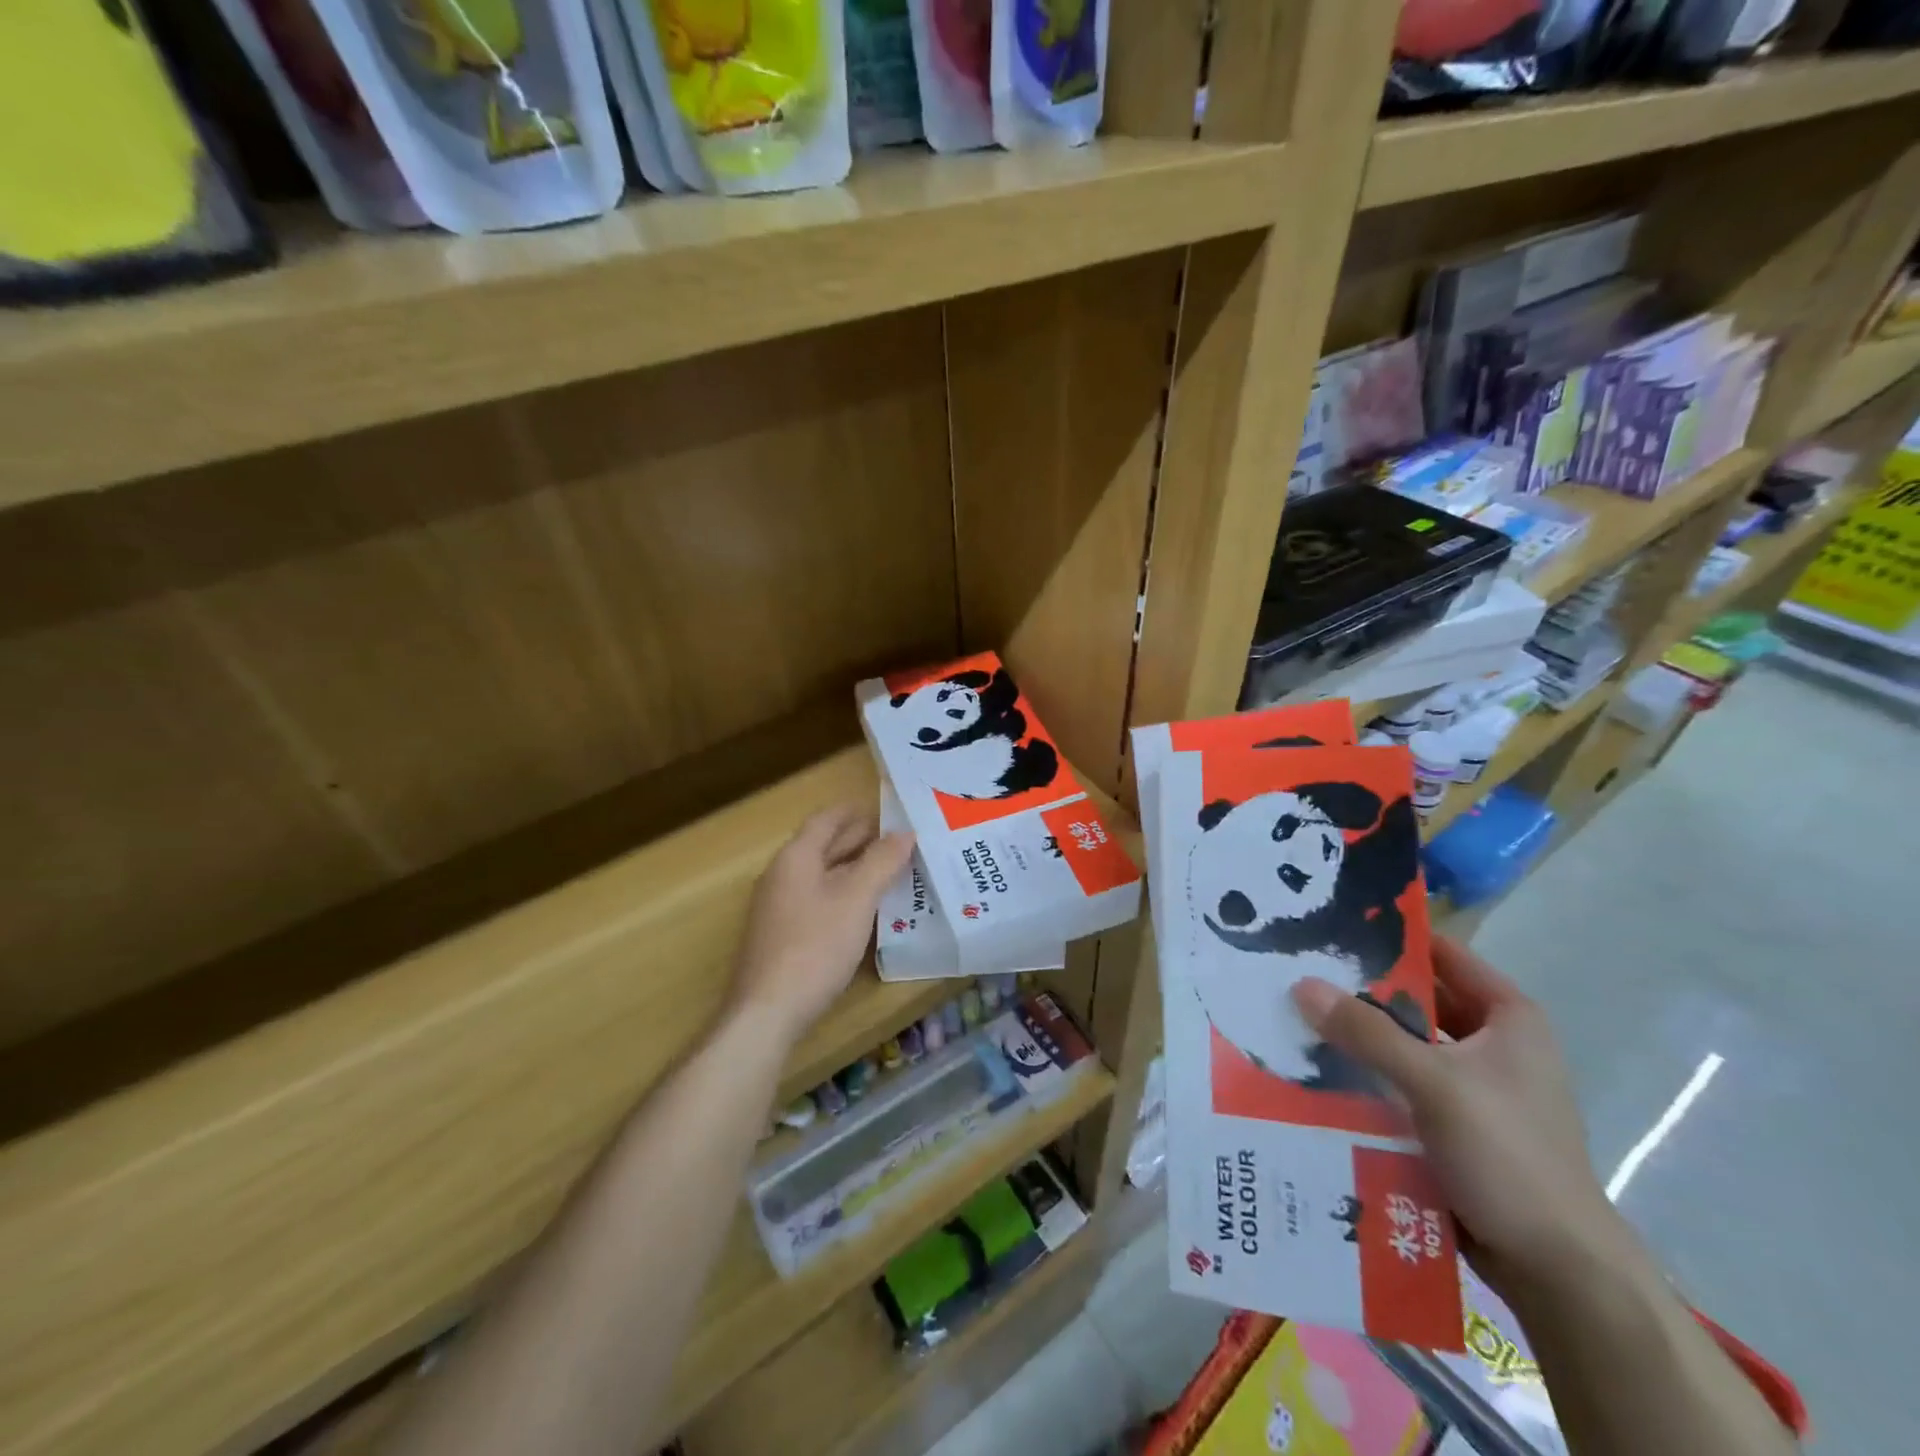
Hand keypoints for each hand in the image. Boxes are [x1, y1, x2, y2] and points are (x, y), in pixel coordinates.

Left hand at [730, 805, 913, 1045]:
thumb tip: (905, 833)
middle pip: (823, 845)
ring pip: (822, 874)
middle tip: (899, 840)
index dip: (855, 812)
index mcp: (796, 857)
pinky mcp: (783, 935)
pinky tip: (866, 909)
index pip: (826, 820)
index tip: (886, 809)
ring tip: (891, 870)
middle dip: (859, 839)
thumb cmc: (815, 946)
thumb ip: (882, 862)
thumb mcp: (857, 900)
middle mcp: (782, 875)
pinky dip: (844, 893)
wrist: (767, 1011)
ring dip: (854, 868)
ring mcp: (779, 907)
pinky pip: (818, 899)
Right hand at [1292, 937, 1631, 1300]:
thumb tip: (1301, 984)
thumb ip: (1367, 1031)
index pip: (1440, 952)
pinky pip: (1400, 1082)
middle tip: (1296, 970)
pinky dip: (1366, 1074)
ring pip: (1403, 1042)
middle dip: (1360, 988)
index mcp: (1507, 1017)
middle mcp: (1491, 1042)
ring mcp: (1473, 1085)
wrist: (1558, 1272)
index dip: (1388, 936)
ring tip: (1295, 1016)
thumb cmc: (1509, 1157)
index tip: (1328, 924)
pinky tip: (1316, 1069)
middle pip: (1416, 999)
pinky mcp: (1453, 1123)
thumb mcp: (1434, 1084)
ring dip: (1358, 1035)